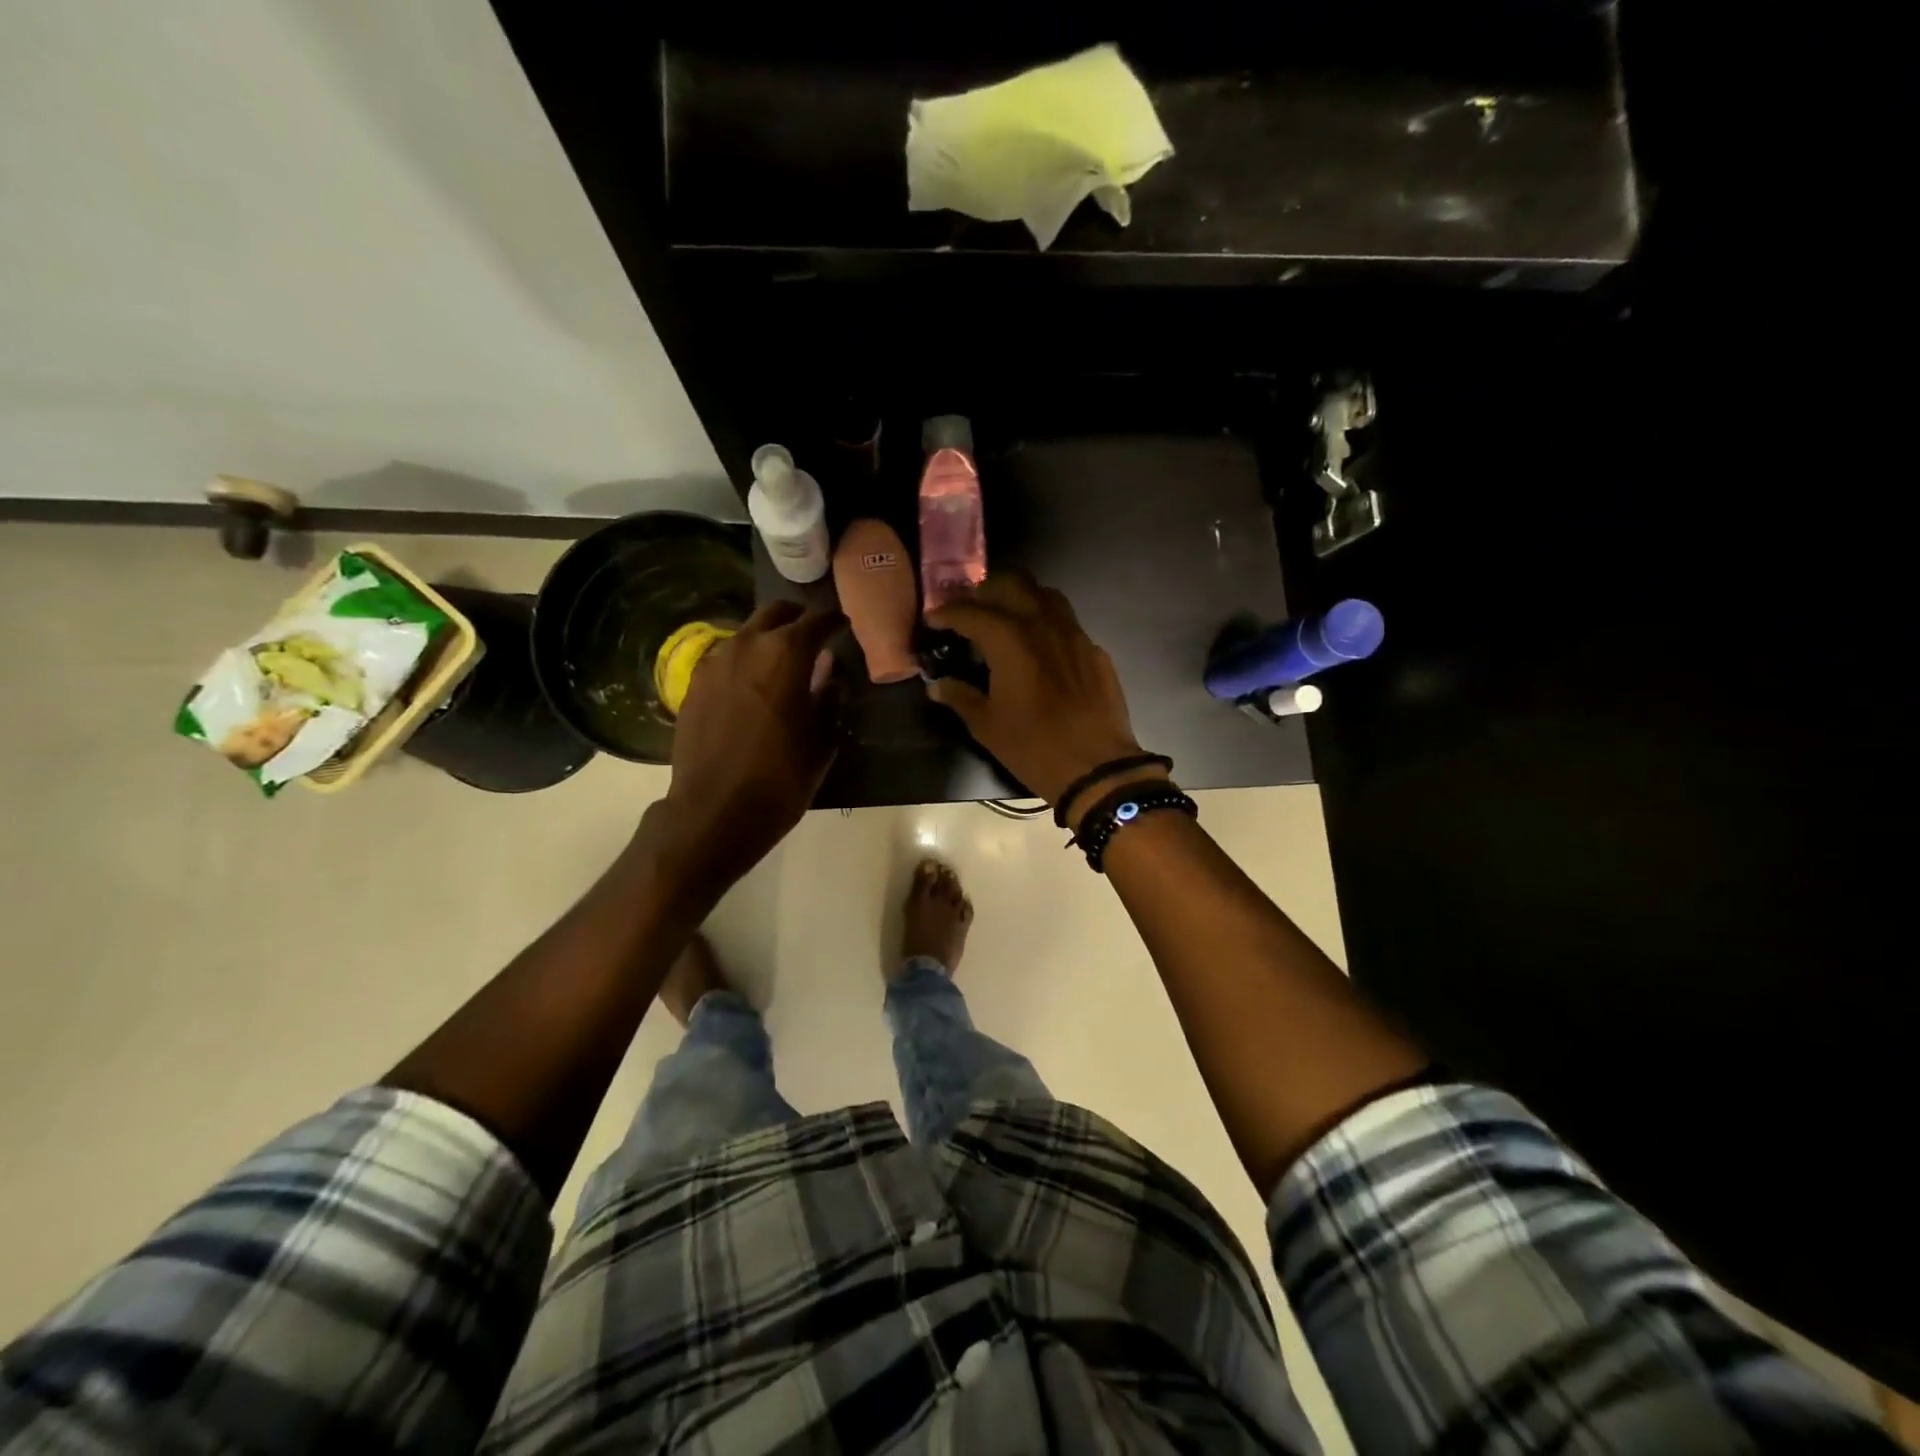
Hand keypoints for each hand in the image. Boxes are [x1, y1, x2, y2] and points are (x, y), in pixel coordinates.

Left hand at [654, 601, 844, 891]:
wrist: (714, 811)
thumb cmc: (780, 778)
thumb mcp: (821, 742)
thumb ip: (829, 701)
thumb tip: (831, 679)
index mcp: (786, 654)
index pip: (817, 621)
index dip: (834, 621)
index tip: (844, 626)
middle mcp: (747, 646)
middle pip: (775, 613)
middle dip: (797, 618)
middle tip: (813, 636)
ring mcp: (715, 663)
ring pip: (746, 632)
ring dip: (767, 638)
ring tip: (782, 661)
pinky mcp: (694, 684)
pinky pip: (726, 658)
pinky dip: (744, 660)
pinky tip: (752, 684)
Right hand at [926, 573, 1161, 825]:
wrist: (1097, 767)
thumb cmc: (1034, 747)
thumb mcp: (987, 726)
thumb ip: (961, 697)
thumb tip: (937, 685)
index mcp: (1010, 641)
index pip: (972, 612)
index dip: (948, 612)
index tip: (933, 617)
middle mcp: (1043, 625)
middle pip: (1012, 585)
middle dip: (985, 591)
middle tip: (969, 608)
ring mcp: (1074, 635)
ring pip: (1045, 595)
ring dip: (1020, 597)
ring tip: (1004, 615)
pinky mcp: (1094, 651)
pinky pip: (1067, 623)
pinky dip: (1046, 624)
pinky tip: (1040, 647)